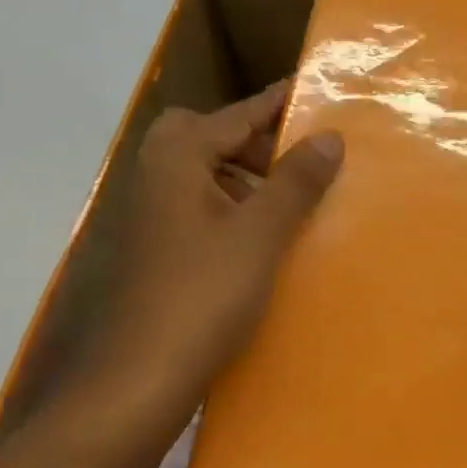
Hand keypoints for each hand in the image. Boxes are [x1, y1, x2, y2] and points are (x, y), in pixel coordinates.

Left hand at [60, 81, 342, 445]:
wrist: (138, 379)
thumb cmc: (203, 295)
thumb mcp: (261, 234)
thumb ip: (295, 181)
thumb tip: (329, 135)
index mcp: (177, 161)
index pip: (235, 115)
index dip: (277, 103)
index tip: (313, 88)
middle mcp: (155, 178)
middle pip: (205, 136)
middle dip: (252, 139)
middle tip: (297, 158)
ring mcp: (151, 217)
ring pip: (202, 175)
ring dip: (244, 175)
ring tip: (290, 198)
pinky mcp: (156, 252)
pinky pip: (200, 208)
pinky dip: (232, 207)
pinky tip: (262, 239)